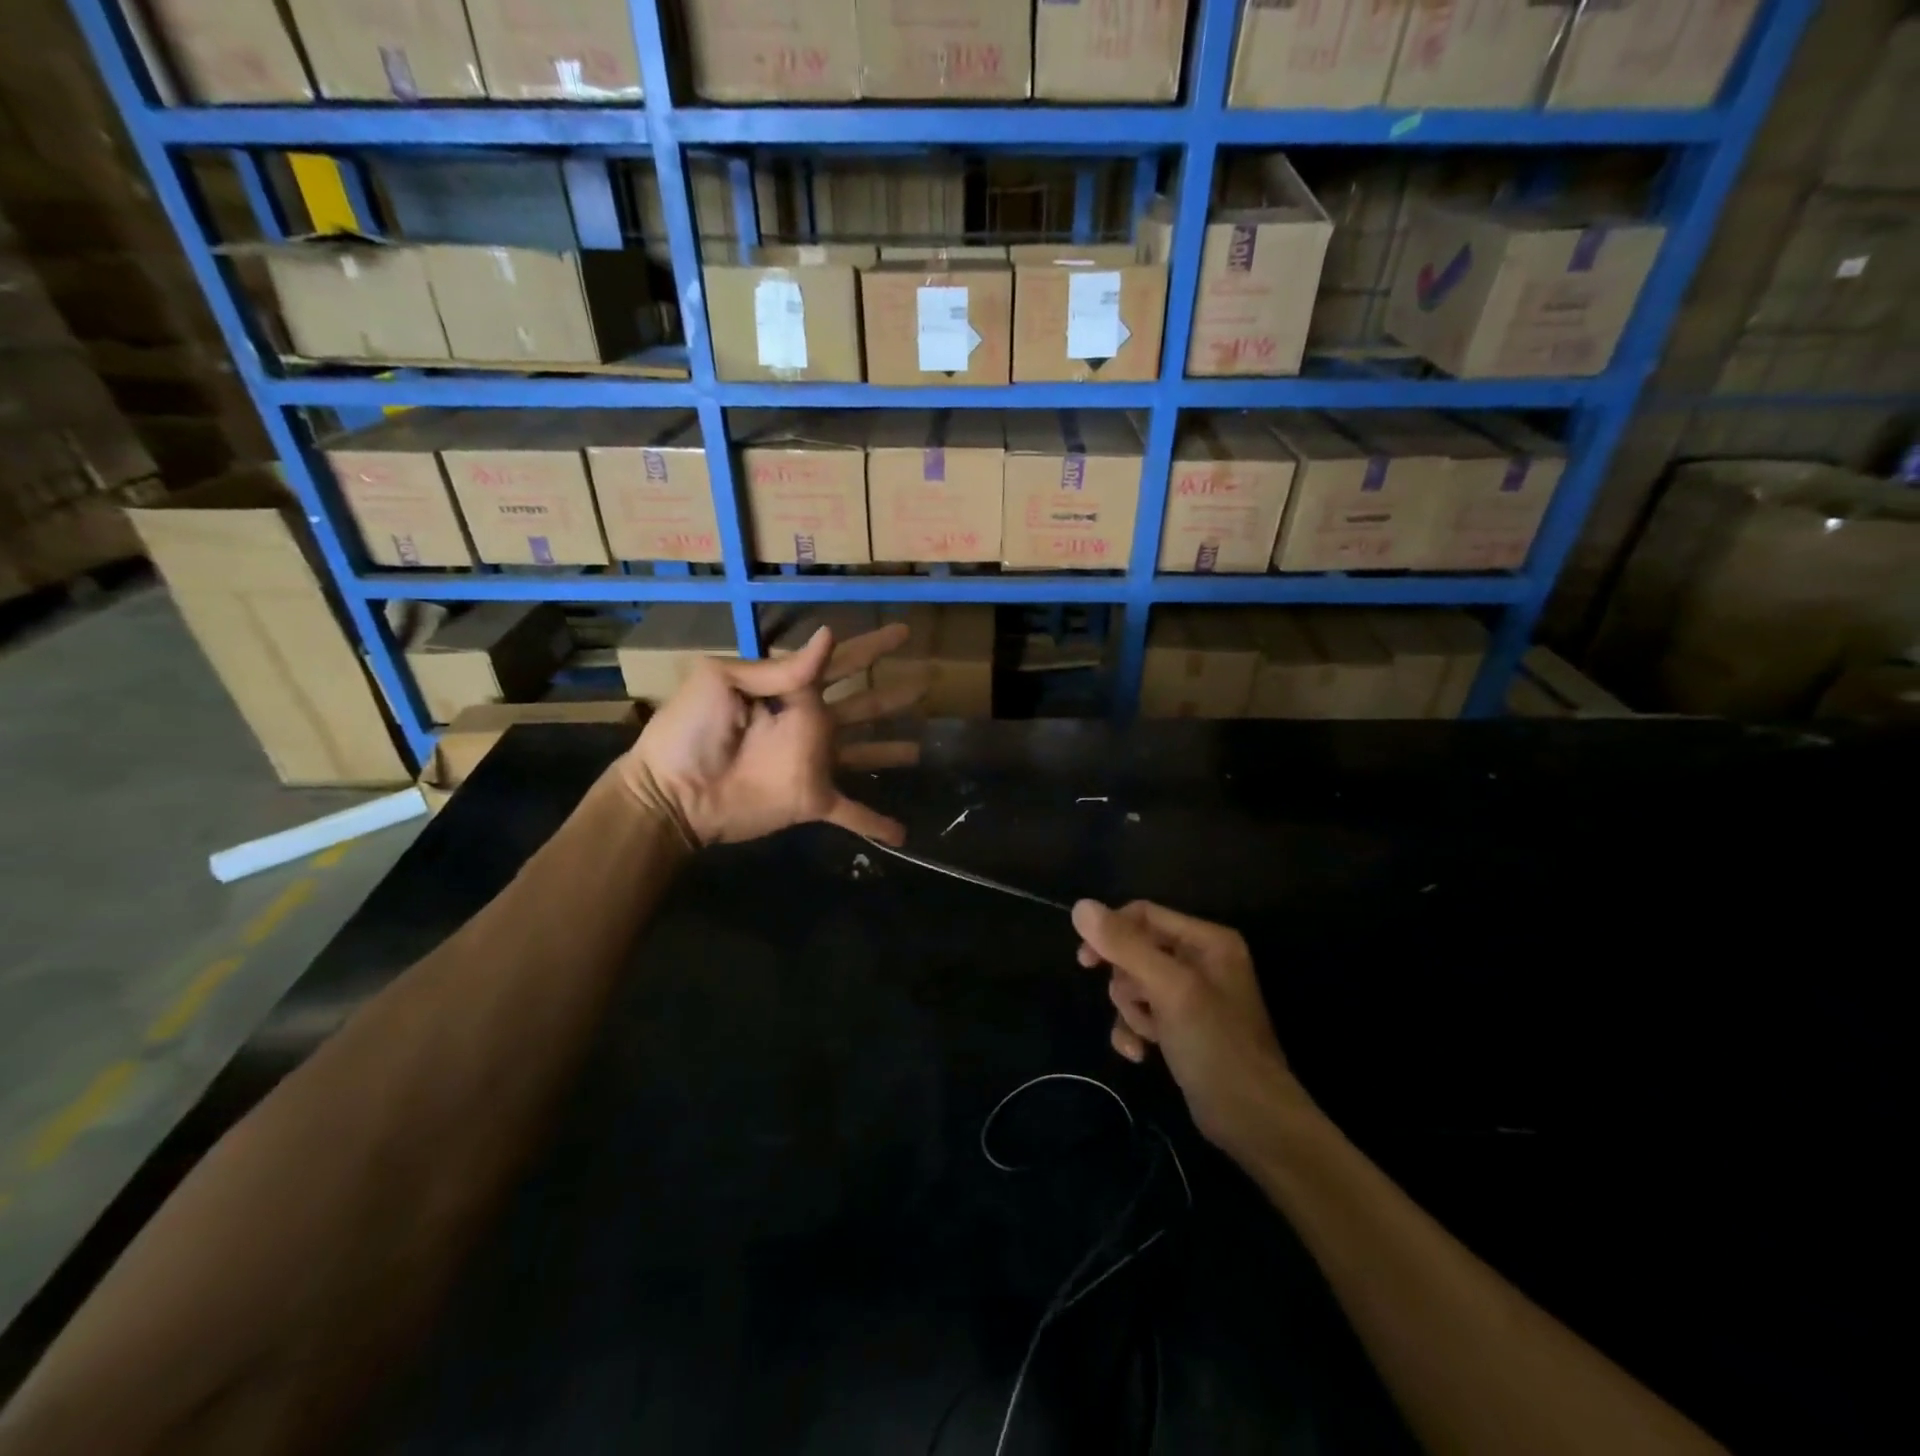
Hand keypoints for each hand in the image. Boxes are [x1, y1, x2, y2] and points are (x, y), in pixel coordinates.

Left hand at [619, 623, 921, 847]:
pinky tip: (902, 833)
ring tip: (923, 747)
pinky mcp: (813, 799)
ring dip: (892, 750)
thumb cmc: (689, 730)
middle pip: (864, 703)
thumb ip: (778, 668)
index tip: (903, 631)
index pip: (841, 661)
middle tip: (929, 680)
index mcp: (791, 690)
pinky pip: (853, 813)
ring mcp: (815, 763)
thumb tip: (827, 636)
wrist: (671, 791)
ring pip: (866, 752)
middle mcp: (811, 723)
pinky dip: (876, 823)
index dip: (872, 646)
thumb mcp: (722, 681)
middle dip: (894, 693)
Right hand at [1073, 900, 1311, 1157]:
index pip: (1144, 914)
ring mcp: (1192, 996)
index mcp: (1207, 940)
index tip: (1086, 960)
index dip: (1111, 932)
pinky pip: (1143, 1013)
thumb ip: (1126, 946)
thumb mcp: (1169, 989)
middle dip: (1127, 983)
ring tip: (1147, 1035)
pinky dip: (1135, 1030)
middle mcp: (1201, 960)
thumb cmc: (1215, 1045)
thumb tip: (1080, 906)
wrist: (1253, 1121)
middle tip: (1137, 1006)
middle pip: (1136, 951)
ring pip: (1135, 985)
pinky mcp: (1182, 1027)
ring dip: (1131, 1011)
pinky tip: (1139, 1054)